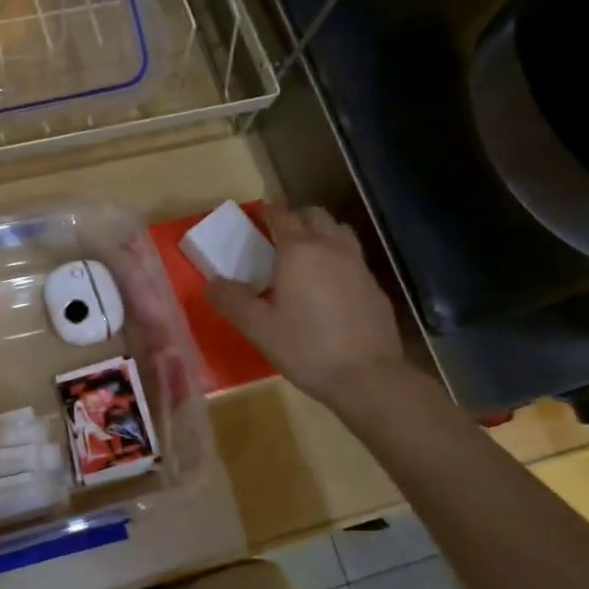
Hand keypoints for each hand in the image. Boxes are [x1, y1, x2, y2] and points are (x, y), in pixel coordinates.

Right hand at [206, 205, 408, 408]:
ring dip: (321, 233)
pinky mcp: (375, 287)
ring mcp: (358, 266)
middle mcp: (331, 248)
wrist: (367, 377)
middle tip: (280, 235)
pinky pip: (353, 258)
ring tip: (307, 255)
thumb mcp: (257, 327)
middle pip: (315, 215)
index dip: (269, 211)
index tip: (259, 215)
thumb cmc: (306, 347)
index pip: (283, 215)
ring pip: (340, 231)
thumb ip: (231, 300)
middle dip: (296, 217)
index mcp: (298, 251)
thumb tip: (213, 283)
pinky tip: (330, 286)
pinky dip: (338, 259)